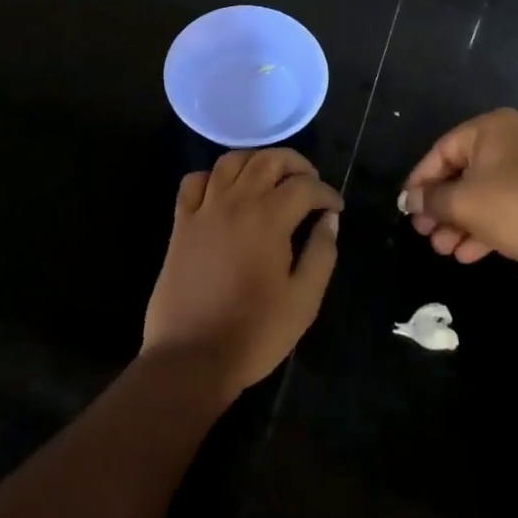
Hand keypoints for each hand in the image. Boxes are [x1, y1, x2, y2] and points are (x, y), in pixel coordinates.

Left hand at [142, 148, 342, 403]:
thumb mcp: (303, 301)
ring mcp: (204, 208)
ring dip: (256, 160)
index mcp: (269, 218)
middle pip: (268, 159)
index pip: (304, 186)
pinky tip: (224, 191)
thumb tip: (329, 219)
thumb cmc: (254, 333)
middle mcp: (236, 201)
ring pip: (231, 160)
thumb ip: (321, 254)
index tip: (336, 208)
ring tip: (271, 177)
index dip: (326, 192)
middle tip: (310, 181)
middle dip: (295, 163)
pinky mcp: (181, 222)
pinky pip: (194, 181)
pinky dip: (212, 176)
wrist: (191, 357)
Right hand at [402, 108, 517, 270]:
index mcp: (492, 128)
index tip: (406, 206)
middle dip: (442, 206)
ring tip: (442, 249)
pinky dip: (486, 227)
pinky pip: (507, 207)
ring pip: (485, 193)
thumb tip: (411, 200)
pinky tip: (467, 254)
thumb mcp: (466, 203)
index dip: (421, 179)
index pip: (443, 149)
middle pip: (464, 172)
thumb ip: (433, 200)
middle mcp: (513, 140)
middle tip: (423, 232)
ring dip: (460, 221)